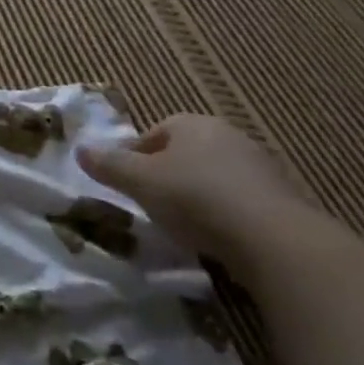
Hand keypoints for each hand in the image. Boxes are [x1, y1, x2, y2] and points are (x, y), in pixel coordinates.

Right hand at [78, 114, 311, 270]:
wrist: (276, 241)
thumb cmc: (195, 198)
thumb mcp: (140, 181)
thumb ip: (109, 165)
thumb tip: (79, 149)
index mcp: (192, 123)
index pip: (154, 133)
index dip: (136, 158)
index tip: (128, 185)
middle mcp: (228, 136)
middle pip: (186, 154)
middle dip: (168, 176)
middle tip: (152, 205)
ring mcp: (261, 168)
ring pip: (215, 178)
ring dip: (199, 197)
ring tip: (185, 227)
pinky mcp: (284, 201)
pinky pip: (242, 203)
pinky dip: (227, 217)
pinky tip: (218, 240)